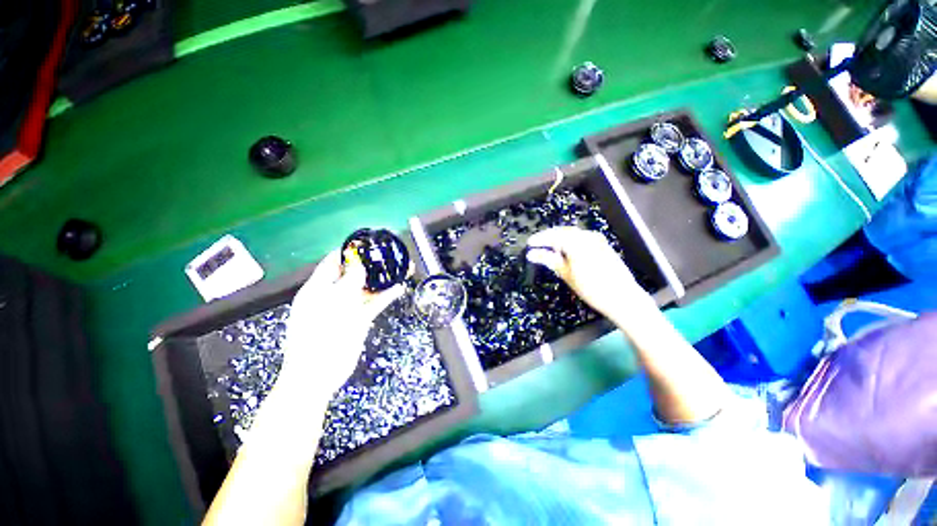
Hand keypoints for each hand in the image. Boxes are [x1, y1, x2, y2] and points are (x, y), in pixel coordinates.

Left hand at [279, 250, 403, 397]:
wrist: (319, 372)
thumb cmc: (319, 333)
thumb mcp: (334, 301)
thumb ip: (349, 280)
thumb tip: (359, 264)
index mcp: (318, 287)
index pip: (333, 262)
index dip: (348, 251)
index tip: (367, 243)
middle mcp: (333, 294)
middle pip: (354, 274)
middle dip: (371, 264)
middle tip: (389, 254)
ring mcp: (347, 307)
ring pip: (367, 288)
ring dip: (383, 279)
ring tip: (400, 268)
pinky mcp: (359, 319)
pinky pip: (374, 303)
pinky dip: (386, 295)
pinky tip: (399, 287)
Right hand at [527, 227, 653, 321]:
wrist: (622, 297)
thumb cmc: (591, 288)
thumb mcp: (566, 274)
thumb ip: (549, 260)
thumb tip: (531, 254)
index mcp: (577, 243)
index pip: (553, 236)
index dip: (540, 239)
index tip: (529, 243)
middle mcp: (587, 237)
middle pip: (563, 232)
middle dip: (549, 237)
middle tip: (537, 245)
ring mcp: (597, 240)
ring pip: (573, 234)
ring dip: (560, 239)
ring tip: (549, 249)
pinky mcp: (602, 245)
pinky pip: (582, 238)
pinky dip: (571, 242)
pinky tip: (567, 252)